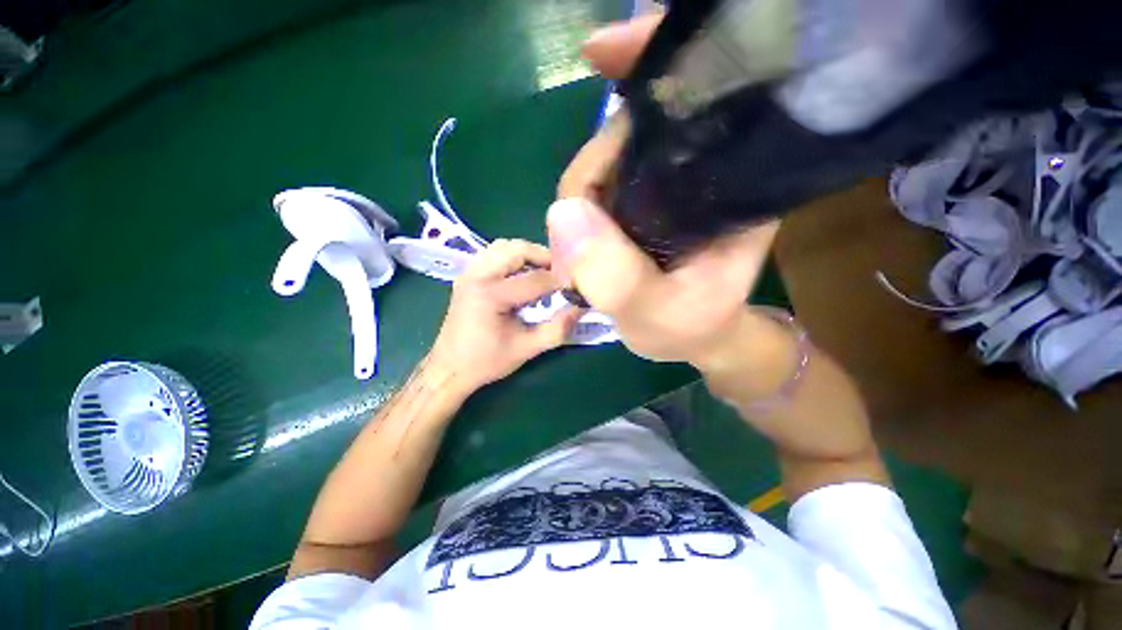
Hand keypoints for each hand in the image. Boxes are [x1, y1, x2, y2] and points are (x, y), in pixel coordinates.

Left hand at [428, 239, 583, 395]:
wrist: (449, 368)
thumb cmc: (486, 361)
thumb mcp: (526, 349)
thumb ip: (556, 329)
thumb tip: (580, 309)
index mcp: (491, 294)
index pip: (535, 278)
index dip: (559, 281)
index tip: (575, 287)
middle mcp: (477, 275)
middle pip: (517, 249)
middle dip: (543, 257)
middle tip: (560, 272)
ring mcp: (469, 273)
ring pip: (503, 246)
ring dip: (527, 254)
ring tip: (543, 271)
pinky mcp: (467, 276)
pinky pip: (493, 254)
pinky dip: (512, 258)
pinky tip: (522, 274)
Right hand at [551, 13, 778, 367]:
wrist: (693, 336)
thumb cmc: (690, 327)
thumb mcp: (656, 314)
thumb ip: (615, 276)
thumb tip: (563, 214)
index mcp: (724, 187)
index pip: (693, 102)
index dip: (649, 66)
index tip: (600, 53)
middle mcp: (696, 172)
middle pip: (626, 136)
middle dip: (587, 177)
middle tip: (575, 244)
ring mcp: (662, 185)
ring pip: (603, 162)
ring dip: (577, 202)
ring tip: (578, 253)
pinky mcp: (639, 202)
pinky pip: (596, 186)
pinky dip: (578, 209)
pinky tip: (578, 241)